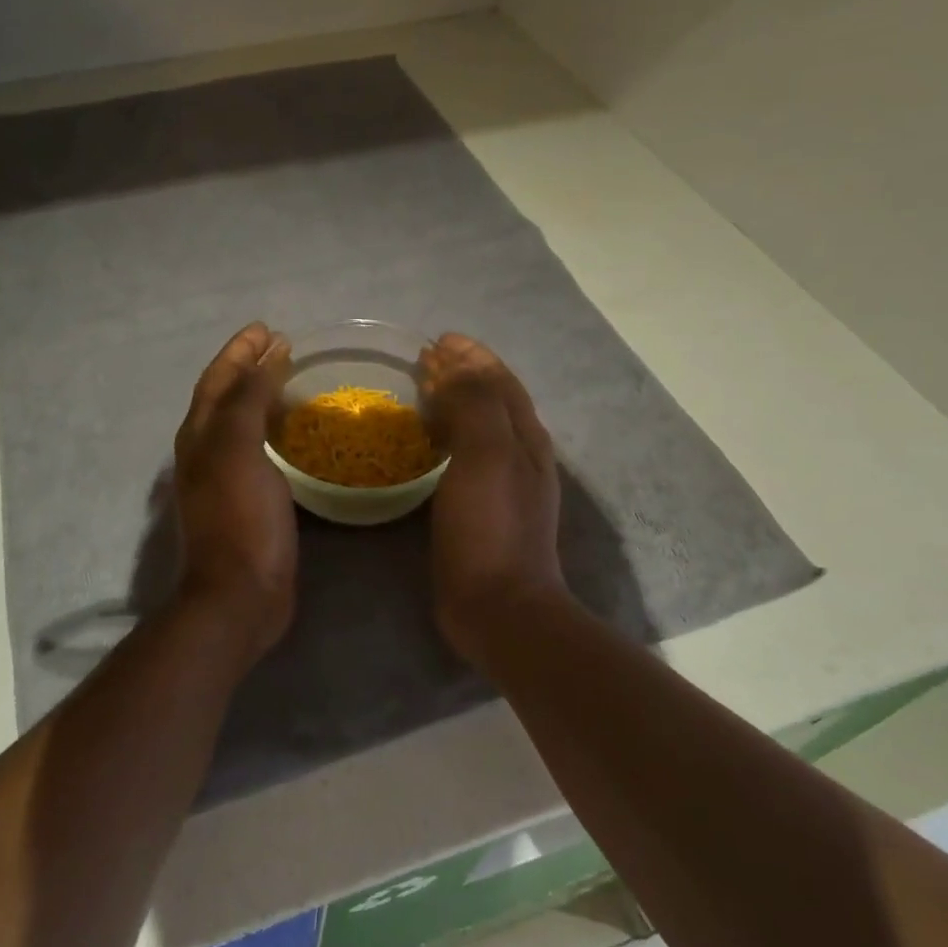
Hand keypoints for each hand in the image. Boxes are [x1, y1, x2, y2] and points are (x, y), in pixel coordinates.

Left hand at [171, 323, 297, 662]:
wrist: (239, 595)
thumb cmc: (240, 518)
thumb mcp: (239, 450)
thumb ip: (248, 400)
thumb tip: (265, 359)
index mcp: (200, 436)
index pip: (217, 379)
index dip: (239, 352)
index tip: (267, 329)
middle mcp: (206, 452)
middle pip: (225, 397)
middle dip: (249, 368)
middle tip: (282, 347)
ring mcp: (226, 479)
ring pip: (241, 424)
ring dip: (261, 397)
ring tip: (290, 380)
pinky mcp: (249, 501)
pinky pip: (260, 451)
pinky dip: (274, 431)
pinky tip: (296, 434)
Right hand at [421, 334, 566, 663]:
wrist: (500, 606)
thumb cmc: (490, 526)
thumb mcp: (485, 454)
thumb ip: (475, 402)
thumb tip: (455, 365)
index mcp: (524, 435)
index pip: (499, 379)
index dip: (471, 355)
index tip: (437, 340)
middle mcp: (521, 452)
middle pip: (493, 398)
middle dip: (462, 373)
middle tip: (424, 361)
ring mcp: (506, 483)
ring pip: (480, 425)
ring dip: (455, 401)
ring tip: (423, 391)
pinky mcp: (485, 507)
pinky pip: (467, 454)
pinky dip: (449, 434)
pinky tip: (429, 443)